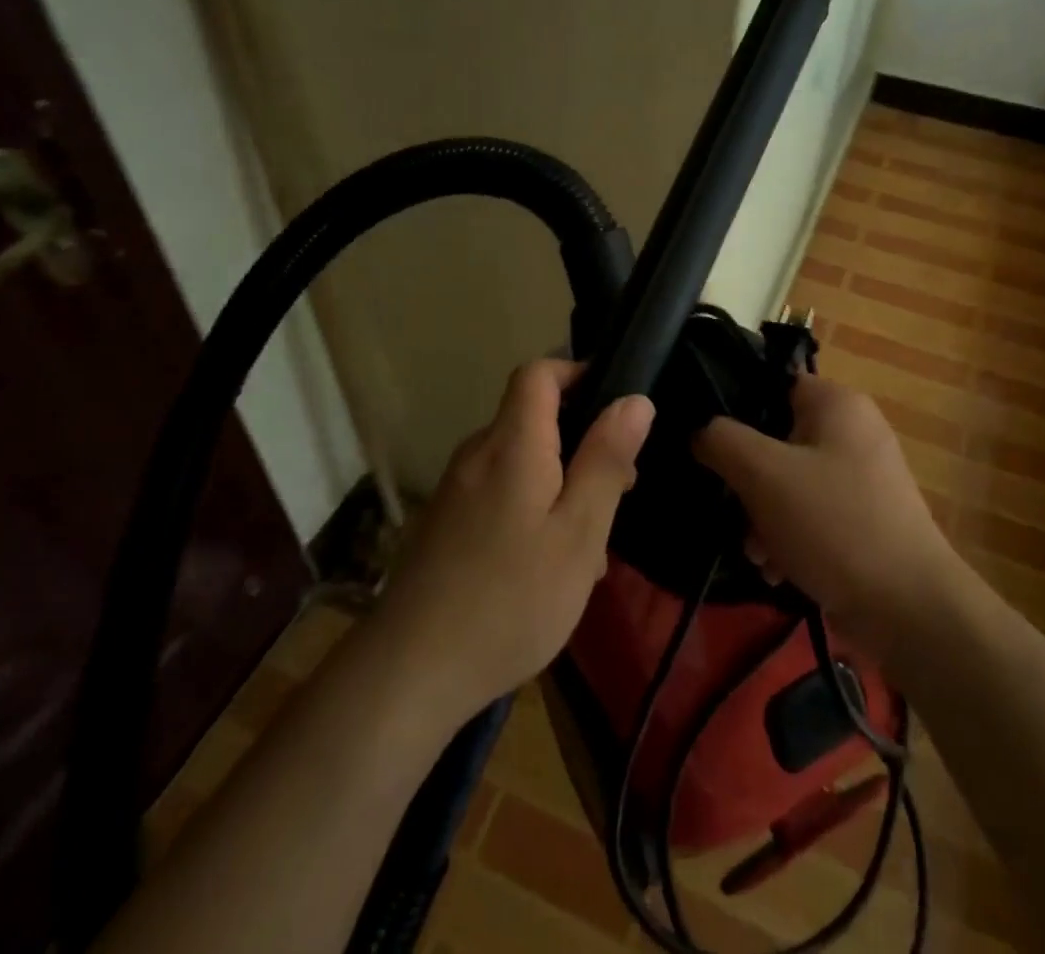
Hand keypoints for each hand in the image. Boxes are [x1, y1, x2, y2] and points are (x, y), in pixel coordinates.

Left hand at [370, 359, 653, 722]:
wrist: (410, 672)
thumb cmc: (511, 599)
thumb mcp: (579, 532)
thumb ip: (606, 461)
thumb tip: (634, 400)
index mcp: (511, 444)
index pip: (538, 373)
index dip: (577, 372)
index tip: (615, 404)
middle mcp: (477, 454)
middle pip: (532, 419)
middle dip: (580, 441)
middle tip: (619, 490)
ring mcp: (454, 490)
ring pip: (519, 462)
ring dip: (560, 483)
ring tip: (590, 544)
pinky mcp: (443, 523)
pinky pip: (498, 493)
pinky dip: (531, 508)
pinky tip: (547, 566)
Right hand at [693, 374, 957, 648]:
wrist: (909, 609)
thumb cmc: (833, 523)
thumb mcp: (763, 474)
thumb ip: (722, 440)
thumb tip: (701, 430)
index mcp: (837, 403)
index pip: (771, 384)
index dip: (734, 408)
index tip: (707, 442)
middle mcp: (854, 430)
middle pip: (776, 438)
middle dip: (747, 480)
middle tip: (732, 509)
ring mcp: (863, 477)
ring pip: (790, 481)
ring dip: (762, 515)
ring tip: (756, 553)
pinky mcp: (865, 519)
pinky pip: (812, 513)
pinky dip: (789, 536)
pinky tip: (776, 570)